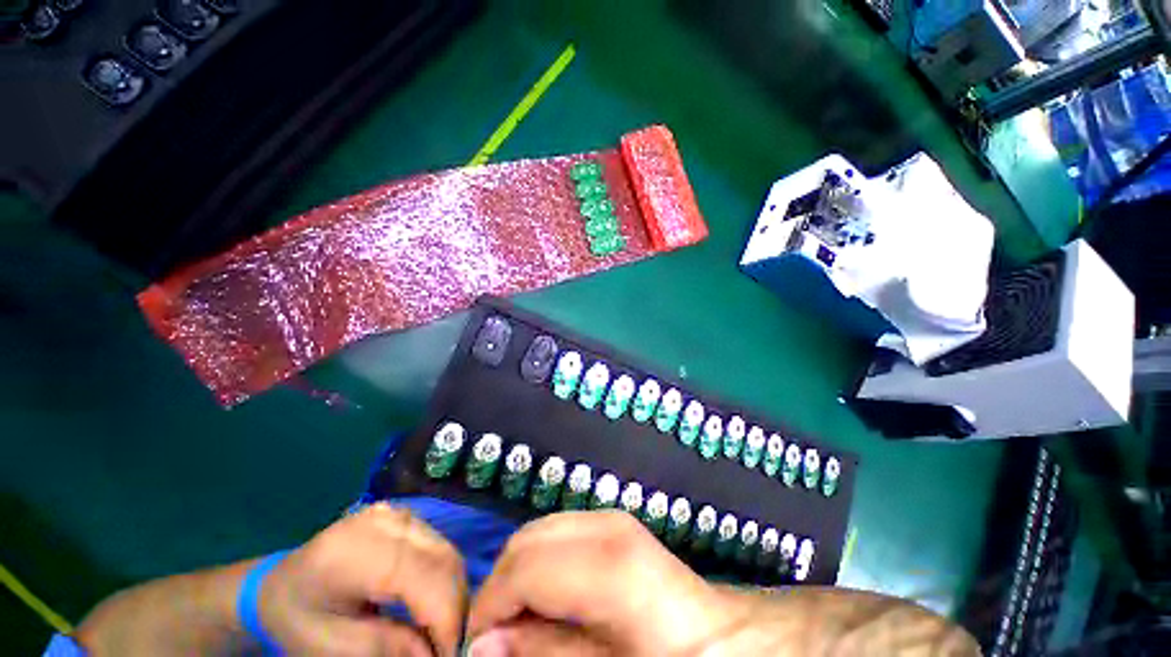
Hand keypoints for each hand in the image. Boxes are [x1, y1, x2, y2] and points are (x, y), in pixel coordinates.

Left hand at [261, 502, 467, 655]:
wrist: (278, 584)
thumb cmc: (298, 618)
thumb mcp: (332, 648)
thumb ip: (388, 649)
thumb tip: (437, 654)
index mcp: (359, 551)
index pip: (426, 577)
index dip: (447, 619)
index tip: (451, 656)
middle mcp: (388, 521)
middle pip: (444, 560)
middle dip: (455, 608)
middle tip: (446, 647)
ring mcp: (400, 514)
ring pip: (448, 552)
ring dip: (453, 594)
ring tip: (440, 629)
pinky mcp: (408, 517)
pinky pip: (440, 547)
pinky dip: (445, 578)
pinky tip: (433, 603)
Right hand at [466, 511, 734, 655]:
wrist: (716, 635)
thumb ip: (545, 652)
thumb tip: (483, 644)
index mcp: (610, 565)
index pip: (525, 567)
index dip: (492, 606)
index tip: (479, 647)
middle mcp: (605, 526)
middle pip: (526, 541)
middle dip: (501, 586)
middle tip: (498, 636)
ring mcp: (608, 518)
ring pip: (537, 532)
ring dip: (518, 573)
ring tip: (521, 618)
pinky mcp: (610, 522)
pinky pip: (556, 533)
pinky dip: (539, 561)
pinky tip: (548, 595)